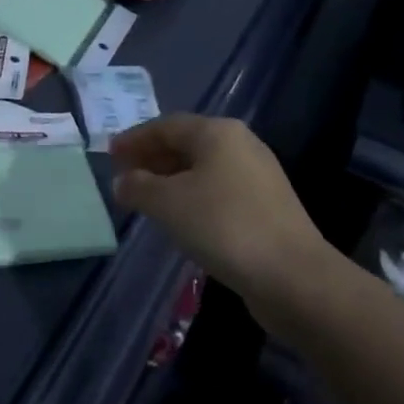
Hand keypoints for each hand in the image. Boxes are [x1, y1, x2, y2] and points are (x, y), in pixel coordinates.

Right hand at [110, 115, 340, 320]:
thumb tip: (121, 181)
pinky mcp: (268, 206)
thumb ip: (138, 187)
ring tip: (146, 200)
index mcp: (218, 132)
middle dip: (152, 159)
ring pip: (203, 169)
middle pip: (186, 144)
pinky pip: (219, 190)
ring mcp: (258, 175)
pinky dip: (193, 197)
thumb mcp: (168, 204)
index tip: (110, 156)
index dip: (134, 139)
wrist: (294, 277)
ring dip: (171, 180)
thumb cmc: (223, 226)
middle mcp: (241, 144)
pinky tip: (180, 220)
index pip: (166, 126)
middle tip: (124, 177)